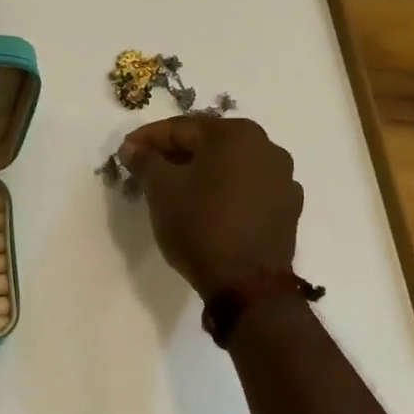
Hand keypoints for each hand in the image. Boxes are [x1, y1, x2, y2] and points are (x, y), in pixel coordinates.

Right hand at [119, 116, 302, 299]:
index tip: (126, 152)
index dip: (148, 139)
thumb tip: (133, 147)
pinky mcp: (287, 209)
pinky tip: (205, 208)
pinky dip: (223, 191)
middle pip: (208, 144)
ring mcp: (282, 179)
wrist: (248, 286)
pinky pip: (246, 189)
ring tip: (174, 190)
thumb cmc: (201, 225)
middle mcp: (266, 147)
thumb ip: (145, 160)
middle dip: (174, 154)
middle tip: (146, 169)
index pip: (181, 128)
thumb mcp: (162, 189)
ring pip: (229, 166)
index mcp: (236, 134)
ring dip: (200, 172)